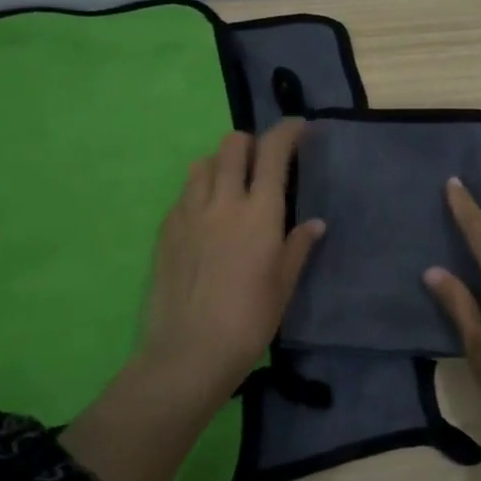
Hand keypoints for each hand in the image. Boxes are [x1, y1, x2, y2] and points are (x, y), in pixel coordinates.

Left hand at [134, 119, 323, 401]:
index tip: (299, 127)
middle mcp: (224, 201)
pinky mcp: (166, 230)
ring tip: (231, 187)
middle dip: (251, 143)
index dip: (288, 131)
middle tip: (262, 163)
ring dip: (221, 164)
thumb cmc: (249, 321)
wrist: (189, 352)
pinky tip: (206, 219)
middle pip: (233, 145)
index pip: (273, 151)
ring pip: (203, 163)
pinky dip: (199, 192)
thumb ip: (297, 247)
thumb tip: (314, 224)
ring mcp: (189, 213)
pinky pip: (184, 194)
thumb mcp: (283, 285)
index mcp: (260, 213)